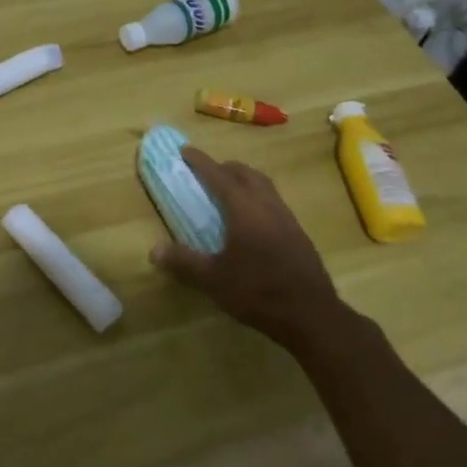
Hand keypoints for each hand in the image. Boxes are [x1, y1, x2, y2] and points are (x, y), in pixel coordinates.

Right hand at [150, 147, 349, 353]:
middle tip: (207, 173)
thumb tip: (154, 251)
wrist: (313, 316)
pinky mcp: (298, 234)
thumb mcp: (214, 280)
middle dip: (224, 167)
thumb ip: (184, 262)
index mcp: (244, 209)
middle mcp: (266, 205)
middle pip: (245, 173)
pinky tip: (252, 220)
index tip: (184, 150)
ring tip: (229, 191)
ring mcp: (287, 218)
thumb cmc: (259, 292)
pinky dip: (258, 197)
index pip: (218, 175)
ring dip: (244, 180)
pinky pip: (274, 201)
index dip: (200, 162)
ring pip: (263, 185)